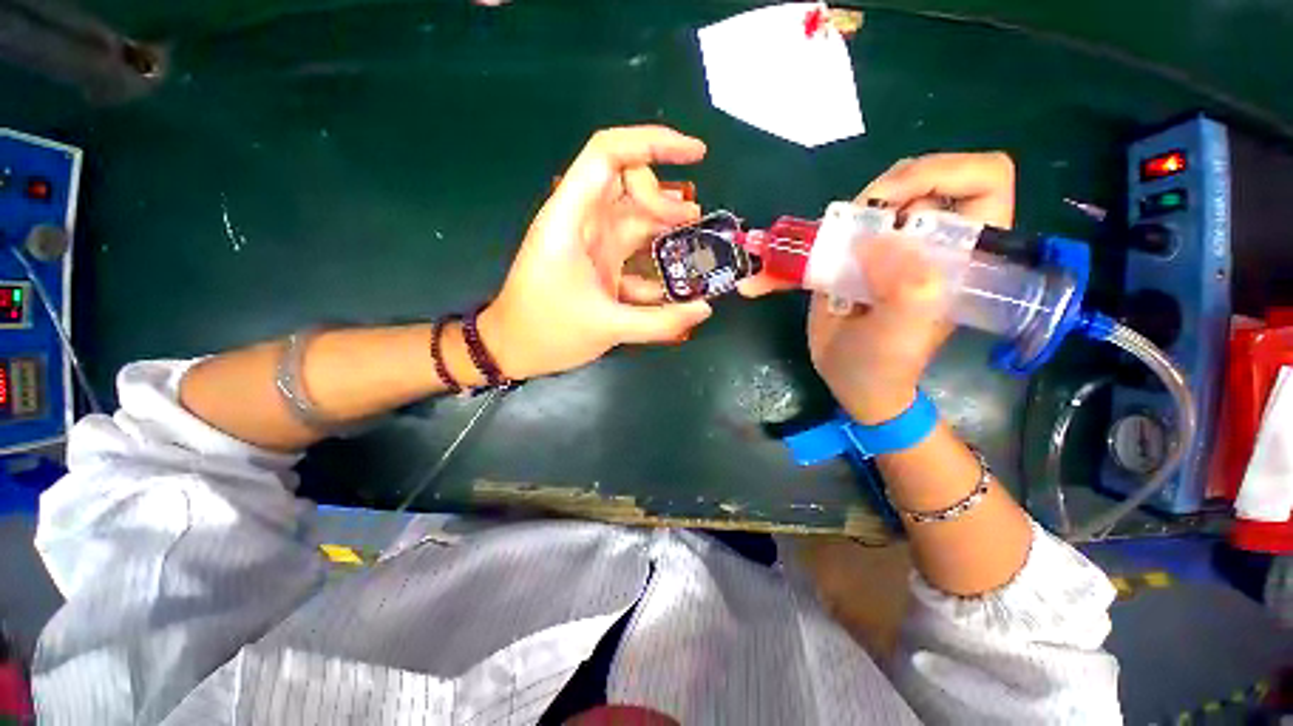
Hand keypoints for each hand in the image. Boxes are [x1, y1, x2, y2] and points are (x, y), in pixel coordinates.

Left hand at [479, 126, 713, 379]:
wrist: (513, 350)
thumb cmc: (548, 333)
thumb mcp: (607, 328)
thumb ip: (660, 321)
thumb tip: (705, 309)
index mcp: (572, 220)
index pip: (609, 155)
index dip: (653, 143)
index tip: (696, 153)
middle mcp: (582, 223)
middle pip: (625, 182)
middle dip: (662, 196)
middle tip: (693, 222)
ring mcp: (590, 244)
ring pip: (632, 216)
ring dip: (663, 224)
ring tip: (695, 239)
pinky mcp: (597, 265)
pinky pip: (631, 250)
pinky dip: (654, 258)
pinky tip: (675, 277)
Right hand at [750, 152, 1014, 421]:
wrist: (852, 382)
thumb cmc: (886, 365)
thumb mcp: (902, 336)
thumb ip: (906, 289)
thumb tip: (877, 239)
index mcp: (961, 252)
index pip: (983, 179)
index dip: (942, 172)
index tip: (891, 203)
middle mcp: (928, 241)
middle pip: (916, 182)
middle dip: (878, 197)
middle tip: (847, 229)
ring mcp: (885, 249)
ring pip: (866, 205)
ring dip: (830, 223)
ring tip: (803, 255)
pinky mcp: (848, 260)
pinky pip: (823, 240)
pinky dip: (789, 256)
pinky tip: (763, 280)